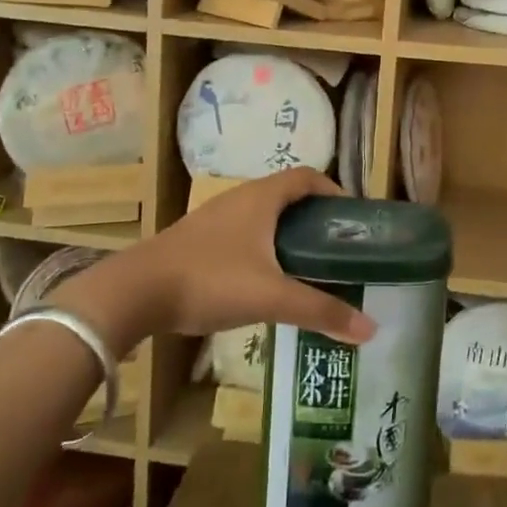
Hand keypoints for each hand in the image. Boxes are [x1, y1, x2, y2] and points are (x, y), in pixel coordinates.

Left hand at [49, 168, 375, 354]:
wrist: (135, 292)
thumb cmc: (210, 280)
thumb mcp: (271, 296)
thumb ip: (320, 311)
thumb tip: (371, 329)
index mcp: (262, 197)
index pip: (307, 176)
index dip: (334, 191)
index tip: (352, 218)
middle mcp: (240, 198)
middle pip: (287, 195)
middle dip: (314, 217)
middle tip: (336, 248)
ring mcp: (215, 218)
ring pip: (263, 216)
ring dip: (287, 233)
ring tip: (307, 266)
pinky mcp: (198, 239)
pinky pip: (243, 233)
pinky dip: (264, 247)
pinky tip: (265, 280)